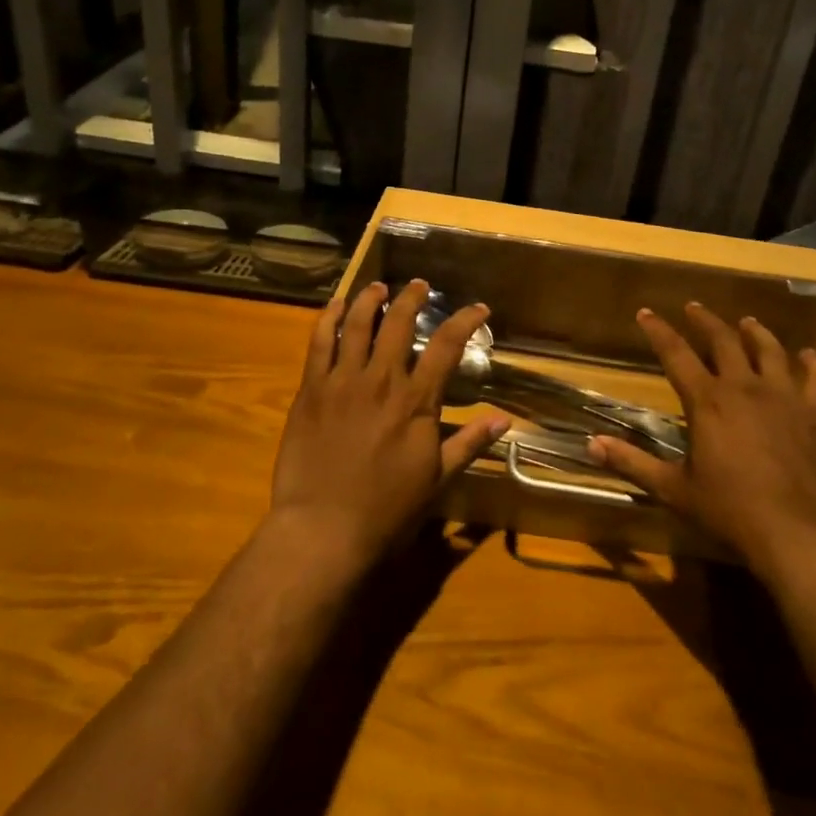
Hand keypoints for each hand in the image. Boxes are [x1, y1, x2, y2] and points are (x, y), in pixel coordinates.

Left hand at [268, 279, 509, 568]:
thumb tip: (503, 419)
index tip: (478, 308)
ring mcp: (342, 381)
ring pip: (357, 324)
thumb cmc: (386, 510)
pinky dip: (328, 318)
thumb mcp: (436, 479)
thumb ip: (468, 443)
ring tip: (379, 287)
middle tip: (419, 286)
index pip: (447, 346)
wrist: (323, 530)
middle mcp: (381, 380)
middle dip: (412, 297)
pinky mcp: (311, 390)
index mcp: (416, 401)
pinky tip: (335, 305)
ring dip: (370, 299)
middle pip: (399, 323)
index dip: (465, 320)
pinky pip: (319, 343)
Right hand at [587, 303, 815, 577]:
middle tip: (694, 307)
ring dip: (756, 333)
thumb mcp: (674, 489)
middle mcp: (745, 388)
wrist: (798, 535)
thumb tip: (591, 444)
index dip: (658, 331)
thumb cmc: (730, 511)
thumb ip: (633, 462)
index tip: (646, 312)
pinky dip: (813, 364)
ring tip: (747, 322)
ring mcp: (784, 398)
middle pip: (724, 341)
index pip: (676, 354)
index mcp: (707, 401)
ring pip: (770, 350)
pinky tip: (809, 355)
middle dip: (705, 321)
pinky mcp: (815, 415)